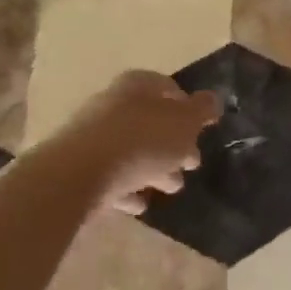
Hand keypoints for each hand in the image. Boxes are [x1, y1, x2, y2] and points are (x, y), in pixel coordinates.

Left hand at [60, 71, 221, 213]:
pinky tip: (141, 203)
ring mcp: (92, 136)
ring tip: (172, 187)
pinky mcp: (79, 167)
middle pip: (150, 121)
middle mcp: (112, 104)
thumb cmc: (142, 140)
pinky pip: (111, 176)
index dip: (187, 106)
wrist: (78, 174)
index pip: (167, 87)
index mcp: (137, 86)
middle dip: (173, 143)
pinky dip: (128, 187)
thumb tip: (212, 100)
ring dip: (154, 167)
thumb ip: (202, 110)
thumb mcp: (185, 122)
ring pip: (132, 150)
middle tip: (192, 163)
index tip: (202, 128)